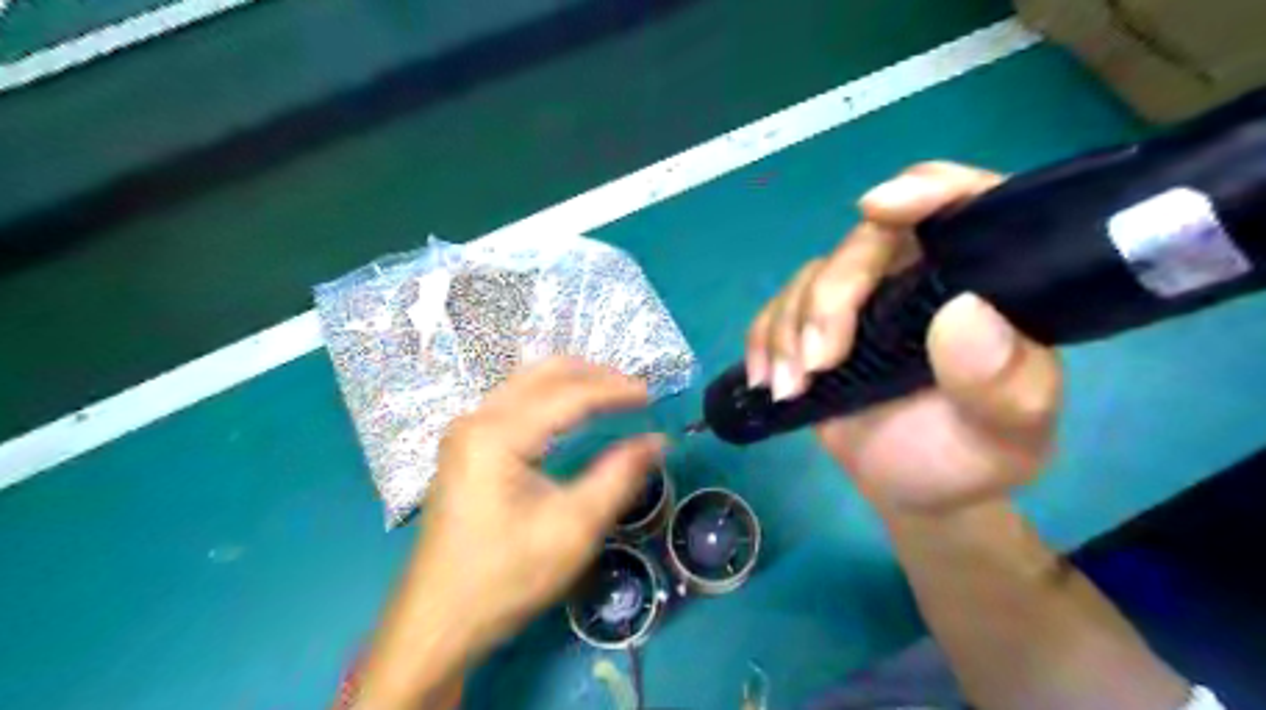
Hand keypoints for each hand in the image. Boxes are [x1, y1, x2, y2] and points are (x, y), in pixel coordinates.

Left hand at [356, 361, 661, 708]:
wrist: (439, 620)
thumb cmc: (506, 576)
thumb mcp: (573, 528)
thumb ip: (619, 476)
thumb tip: (657, 441)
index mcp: (497, 434)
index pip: (567, 395)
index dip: (613, 390)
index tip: (651, 395)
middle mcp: (476, 419)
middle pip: (542, 374)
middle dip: (592, 375)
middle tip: (632, 390)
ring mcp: (466, 431)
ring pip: (526, 383)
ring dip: (571, 382)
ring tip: (611, 395)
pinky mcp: (465, 446)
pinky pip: (514, 401)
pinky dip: (550, 397)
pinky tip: (571, 412)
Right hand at [743, 160, 1059, 513]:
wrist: (913, 487)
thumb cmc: (970, 457)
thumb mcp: (1006, 432)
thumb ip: (1002, 381)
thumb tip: (964, 311)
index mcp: (980, 281)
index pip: (965, 204)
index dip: (924, 189)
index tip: (878, 209)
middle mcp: (919, 276)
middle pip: (863, 243)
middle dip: (830, 297)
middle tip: (820, 362)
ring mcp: (862, 300)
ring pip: (811, 277)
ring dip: (789, 330)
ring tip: (792, 389)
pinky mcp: (816, 327)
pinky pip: (777, 309)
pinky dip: (763, 340)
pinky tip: (766, 380)